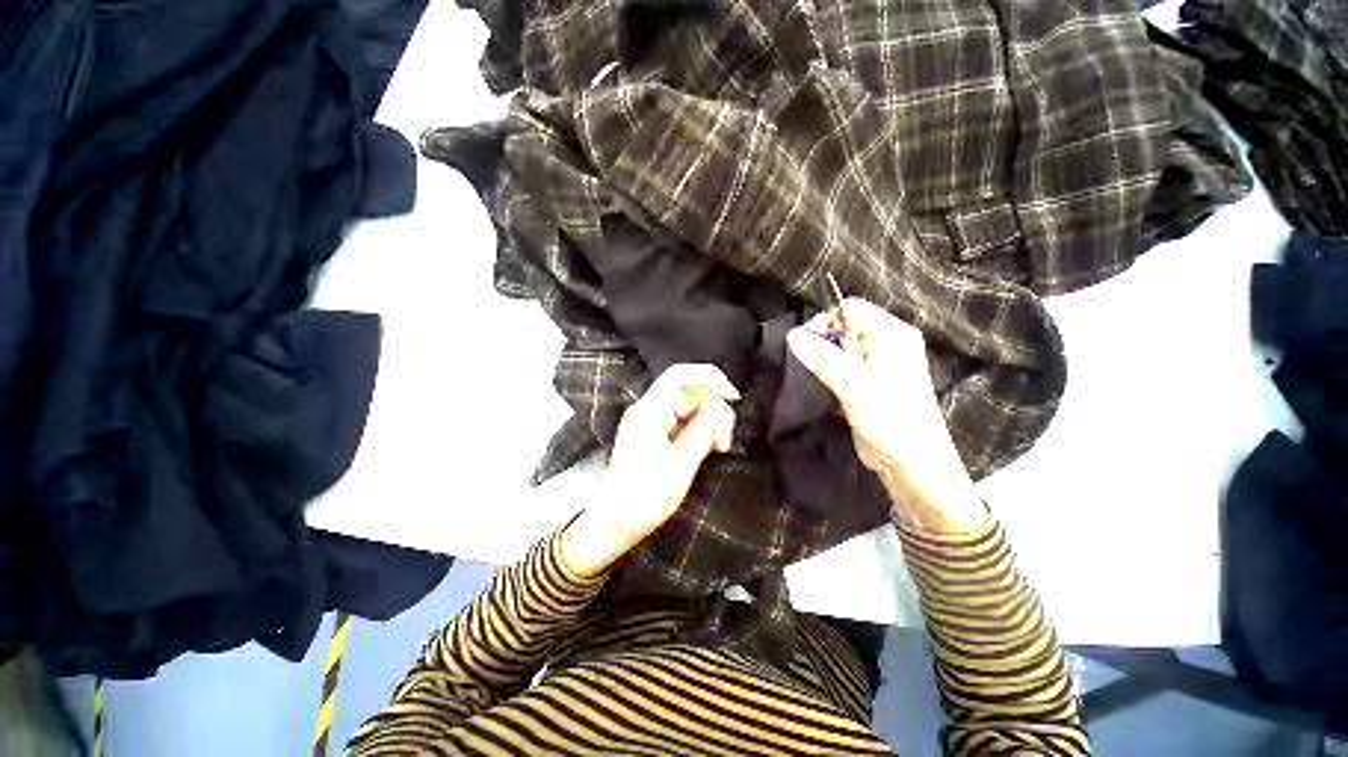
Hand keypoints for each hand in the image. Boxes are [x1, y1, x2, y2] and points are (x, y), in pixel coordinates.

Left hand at [559, 364, 739, 577]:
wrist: (612, 524)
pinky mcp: (656, 431)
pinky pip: (685, 419)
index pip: (679, 376)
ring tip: (718, 449)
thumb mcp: (677, 470)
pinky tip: (707, 449)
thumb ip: (700, 435)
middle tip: (724, 443)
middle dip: (714, 409)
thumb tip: (723, 409)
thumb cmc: (640, 501)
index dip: (710, 378)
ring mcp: (652, 420)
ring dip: (710, 422)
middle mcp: (649, 410)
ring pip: (691, 405)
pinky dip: (701, 430)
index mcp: (649, 413)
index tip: (733, 398)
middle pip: (690, 391)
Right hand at [786, 298, 986, 532]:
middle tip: (811, 367)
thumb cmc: (892, 423)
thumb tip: (792, 335)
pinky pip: (839, 366)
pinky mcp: (867, 383)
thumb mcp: (855, 387)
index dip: (825, 322)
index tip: (804, 345)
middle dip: (822, 343)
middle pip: (843, 327)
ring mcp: (877, 364)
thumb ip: (824, 359)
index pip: (851, 309)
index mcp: (893, 335)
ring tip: (816, 379)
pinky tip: (824, 390)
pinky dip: (827, 374)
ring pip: (839, 348)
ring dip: (822, 360)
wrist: (912, 466)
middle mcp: (886, 343)